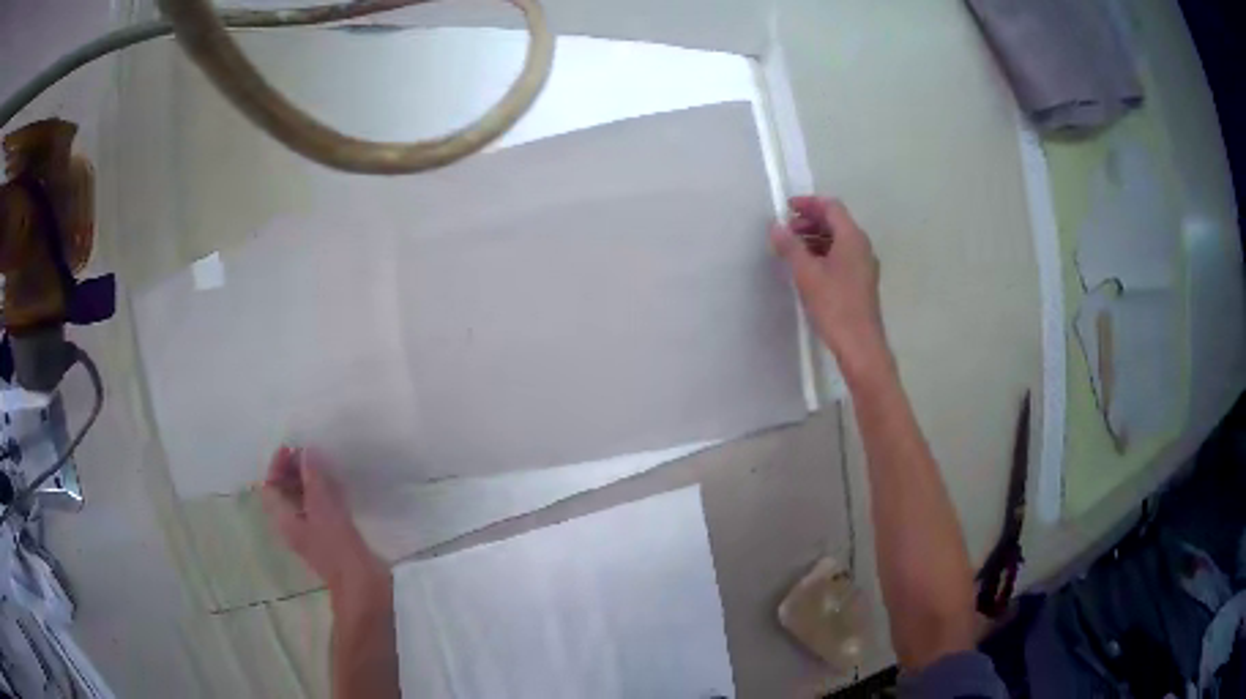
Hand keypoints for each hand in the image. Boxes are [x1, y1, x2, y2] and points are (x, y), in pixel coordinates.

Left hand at [261, 445, 385, 592]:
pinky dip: (322, 493)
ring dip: (308, 480)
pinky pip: (319, 508)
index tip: (293, 448)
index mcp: (284, 520)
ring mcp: (312, 532)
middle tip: (309, 453)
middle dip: (292, 471)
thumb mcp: (323, 508)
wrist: (363, 585)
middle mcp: (293, 525)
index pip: (270, 487)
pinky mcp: (330, 537)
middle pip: (284, 492)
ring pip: (302, 500)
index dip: (277, 466)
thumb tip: (306, 452)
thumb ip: (313, 478)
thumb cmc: (337, 547)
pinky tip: (337, 485)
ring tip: (323, 463)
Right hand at [771, 196, 888, 374]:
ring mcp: (864, 265)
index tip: (787, 208)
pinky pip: (842, 256)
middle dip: (810, 221)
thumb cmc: (835, 305)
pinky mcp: (861, 282)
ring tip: (792, 249)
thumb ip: (790, 247)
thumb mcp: (806, 274)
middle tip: (786, 230)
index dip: (808, 203)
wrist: (860, 344)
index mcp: (852, 237)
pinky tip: (808, 268)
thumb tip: (776, 226)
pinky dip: (824, 253)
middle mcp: (862, 246)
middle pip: (836, 222)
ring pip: (838, 240)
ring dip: (815, 238)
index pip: (831, 207)